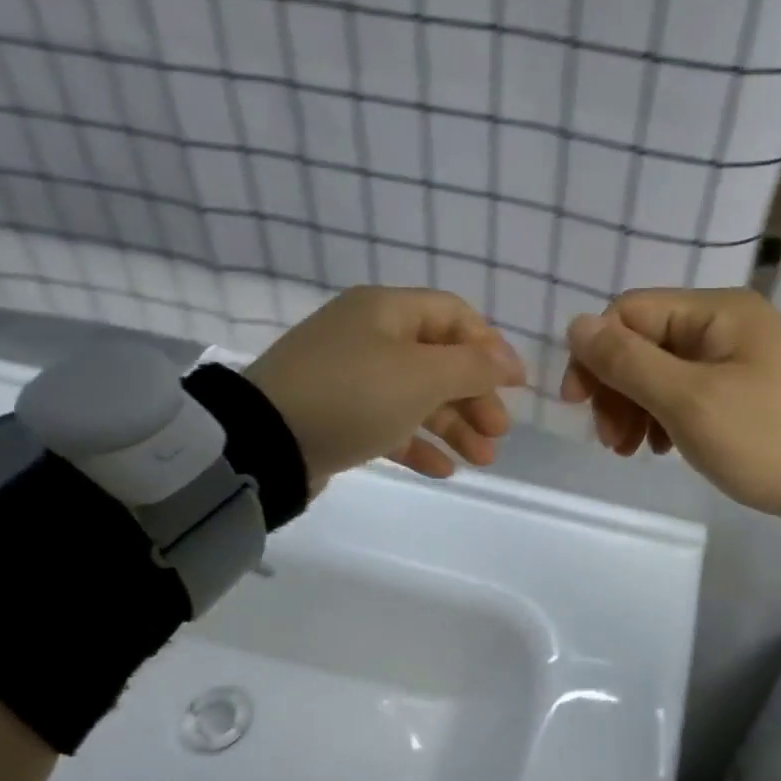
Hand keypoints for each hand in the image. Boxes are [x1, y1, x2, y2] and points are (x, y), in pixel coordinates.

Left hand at [245, 286, 525, 488]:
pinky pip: (388, 423)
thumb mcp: (421, 377)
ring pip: (416, 396)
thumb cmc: (352, 395)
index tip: (516, 385)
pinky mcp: (337, 415)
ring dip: (453, 426)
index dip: (490, 347)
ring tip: (483, 460)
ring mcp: (350, 378)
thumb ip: (473, 366)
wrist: (264, 443)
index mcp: (386, 310)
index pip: (454, 315)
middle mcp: (368, 336)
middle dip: (474, 397)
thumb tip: (509, 361)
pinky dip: (417, 443)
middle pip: (438, 360)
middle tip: (499, 433)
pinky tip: (443, 470)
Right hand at [559, 288, 780, 516]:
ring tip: (632, 451)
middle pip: (645, 342)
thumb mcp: (688, 400)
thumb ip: (627, 361)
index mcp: (716, 311)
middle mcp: (728, 322)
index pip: (629, 313)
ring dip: (636, 407)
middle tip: (611, 442)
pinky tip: (663, 447)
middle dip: (616, 388)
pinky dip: (666, 415)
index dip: (594, 354)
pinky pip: (690, 389)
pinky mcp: (749, 387)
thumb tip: (576, 324)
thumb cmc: (764, 437)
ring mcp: (741, 355)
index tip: (579, 405)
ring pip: (663, 369)